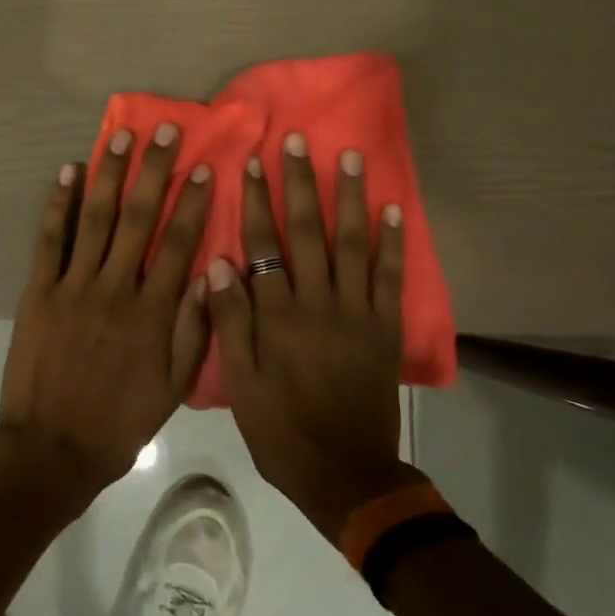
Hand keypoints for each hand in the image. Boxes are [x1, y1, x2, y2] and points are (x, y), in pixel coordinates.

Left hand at [0, 122, 212, 513]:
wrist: (52, 448)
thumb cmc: (120, 421)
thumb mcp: (174, 387)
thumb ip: (195, 329)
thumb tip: (213, 272)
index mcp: (153, 312)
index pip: (178, 243)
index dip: (193, 202)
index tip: (204, 166)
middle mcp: (115, 288)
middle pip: (139, 217)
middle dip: (154, 169)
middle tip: (165, 130)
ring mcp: (73, 286)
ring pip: (96, 218)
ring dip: (109, 173)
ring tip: (121, 136)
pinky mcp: (38, 291)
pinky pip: (50, 240)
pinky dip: (58, 204)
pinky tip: (68, 171)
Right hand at [206, 134, 418, 543]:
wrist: (345, 473)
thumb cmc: (281, 430)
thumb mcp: (241, 383)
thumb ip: (230, 322)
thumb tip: (220, 263)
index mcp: (278, 316)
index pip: (264, 245)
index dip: (258, 202)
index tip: (255, 163)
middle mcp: (319, 303)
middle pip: (307, 232)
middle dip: (301, 183)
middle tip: (299, 141)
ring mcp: (357, 314)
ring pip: (353, 244)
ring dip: (349, 198)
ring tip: (348, 157)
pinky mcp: (385, 329)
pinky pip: (391, 278)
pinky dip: (393, 243)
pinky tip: (394, 210)